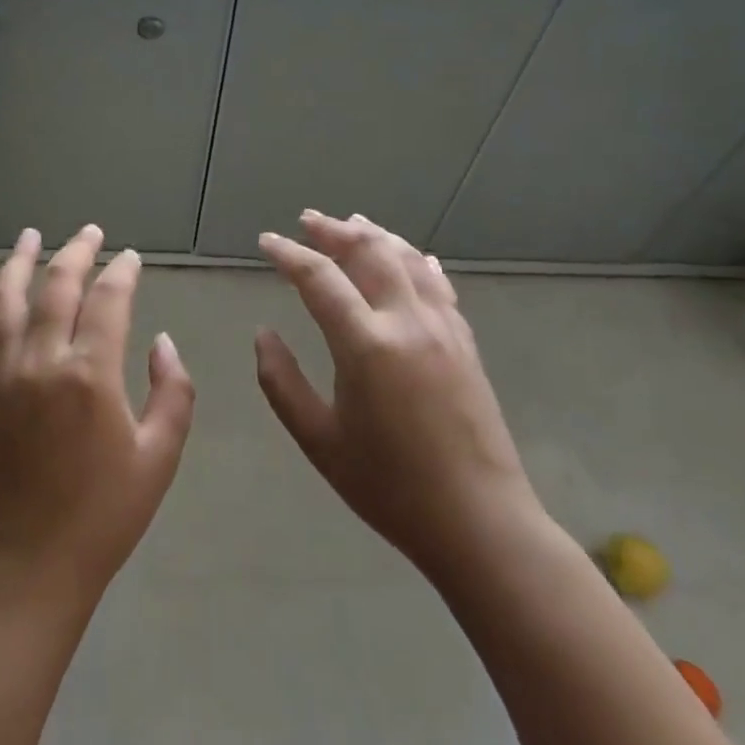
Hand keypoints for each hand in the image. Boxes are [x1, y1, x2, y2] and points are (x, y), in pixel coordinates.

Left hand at [0, 225, 195, 619]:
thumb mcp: (159, 457)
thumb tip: (163, 342)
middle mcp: (40, 360)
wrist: (28, 565)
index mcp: (90, 374)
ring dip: (20, 263)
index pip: (108, 299)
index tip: (130, 258)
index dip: (122, 272)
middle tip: (89, 233)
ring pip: (7, 301)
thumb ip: (173, 392)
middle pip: (57, 287)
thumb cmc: (104, 515)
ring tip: (31, 237)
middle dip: (76, 252)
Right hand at [255, 211, 545, 586]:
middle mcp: (407, 322)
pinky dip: (415, 261)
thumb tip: (263, 335)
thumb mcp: (319, 441)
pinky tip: (410, 256)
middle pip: (369, 252)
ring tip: (352, 224)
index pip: (319, 278)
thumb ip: (282, 382)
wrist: (480, 522)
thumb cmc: (390, 487)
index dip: (289, 254)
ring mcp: (443, 328)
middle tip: (308, 221)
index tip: (267, 241)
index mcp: (366, 345)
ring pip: (407, 259)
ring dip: (376, 236)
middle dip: (334, 231)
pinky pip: (438, 284)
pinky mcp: (465, 342)